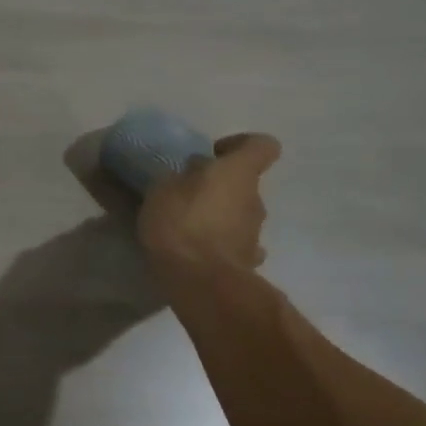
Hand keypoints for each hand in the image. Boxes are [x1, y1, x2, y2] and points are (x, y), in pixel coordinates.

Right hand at [136, 133, 281, 284]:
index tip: (212, 154)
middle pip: (244, 183)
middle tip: (185, 193)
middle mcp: (255, 199)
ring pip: (238, 214)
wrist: (201, 281)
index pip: (263, 145)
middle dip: (218, 186)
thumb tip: (189, 171)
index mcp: (239, 173)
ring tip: (185, 226)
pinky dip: (219, 243)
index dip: (240, 144)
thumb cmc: (181, 223)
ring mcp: (255, 233)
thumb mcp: (162, 189)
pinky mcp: (248, 261)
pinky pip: (234, 243)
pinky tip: (197, 251)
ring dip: (217, 216)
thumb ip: (177, 176)